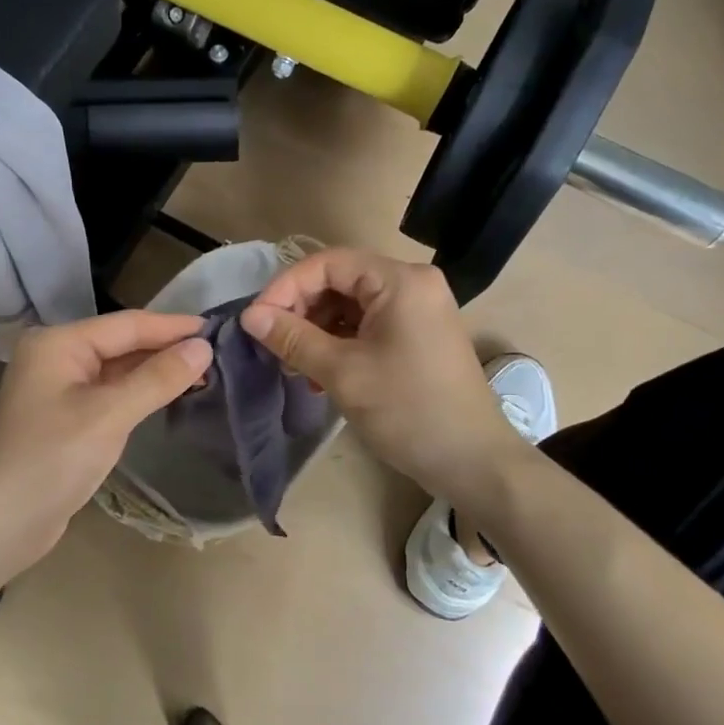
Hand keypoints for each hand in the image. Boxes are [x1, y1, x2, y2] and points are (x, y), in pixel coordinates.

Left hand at [0, 310, 212, 576]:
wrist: (0, 524)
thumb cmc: (52, 460)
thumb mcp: (110, 415)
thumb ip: (158, 378)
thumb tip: (203, 347)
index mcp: (59, 343)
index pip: (127, 325)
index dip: (172, 327)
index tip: (216, 327)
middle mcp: (57, 356)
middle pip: (122, 342)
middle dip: (166, 347)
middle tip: (216, 352)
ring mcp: (59, 387)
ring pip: (118, 368)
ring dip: (155, 370)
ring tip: (202, 371)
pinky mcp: (66, 415)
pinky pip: (110, 392)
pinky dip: (139, 392)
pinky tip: (168, 394)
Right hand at [242, 249, 528, 505]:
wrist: (473, 461)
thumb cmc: (408, 410)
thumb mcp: (342, 373)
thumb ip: (293, 338)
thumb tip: (250, 316)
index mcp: (400, 280)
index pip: (328, 263)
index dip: (287, 286)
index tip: (257, 320)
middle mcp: (412, 283)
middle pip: (340, 280)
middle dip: (301, 309)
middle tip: (274, 344)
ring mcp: (418, 308)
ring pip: (350, 304)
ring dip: (317, 329)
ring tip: (295, 364)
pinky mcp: (418, 333)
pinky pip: (368, 323)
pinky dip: (340, 341)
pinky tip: (320, 372)